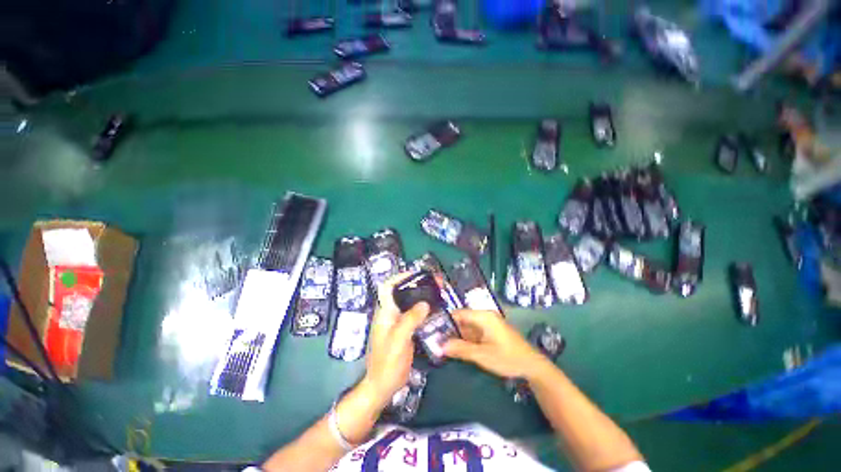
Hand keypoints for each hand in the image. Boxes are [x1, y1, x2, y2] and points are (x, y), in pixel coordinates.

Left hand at [363, 273, 429, 405]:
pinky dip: (425, 310)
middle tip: (435, 283)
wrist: (384, 386)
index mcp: (385, 312)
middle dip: (417, 285)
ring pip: (410, 304)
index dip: (400, 277)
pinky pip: (415, 315)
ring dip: (423, 297)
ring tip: (438, 293)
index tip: (417, 274)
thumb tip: (424, 303)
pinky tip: (436, 311)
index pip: (388, 287)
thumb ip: (410, 319)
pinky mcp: (405, 331)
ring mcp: (398, 323)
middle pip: (402, 293)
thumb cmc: (387, 363)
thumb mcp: (399, 339)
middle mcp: (390, 314)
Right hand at [443, 310, 548, 379]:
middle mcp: (484, 316)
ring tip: (441, 344)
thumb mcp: (482, 355)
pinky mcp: (490, 332)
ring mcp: (488, 324)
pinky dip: (465, 340)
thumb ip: (461, 349)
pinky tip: (456, 348)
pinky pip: (474, 333)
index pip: (459, 313)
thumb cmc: (508, 358)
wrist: (532, 366)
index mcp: (483, 316)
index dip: (445, 320)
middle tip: (435, 340)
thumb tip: (440, 347)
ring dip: (457, 336)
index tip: (432, 329)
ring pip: (467, 327)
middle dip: (450, 330)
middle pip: (462, 320)